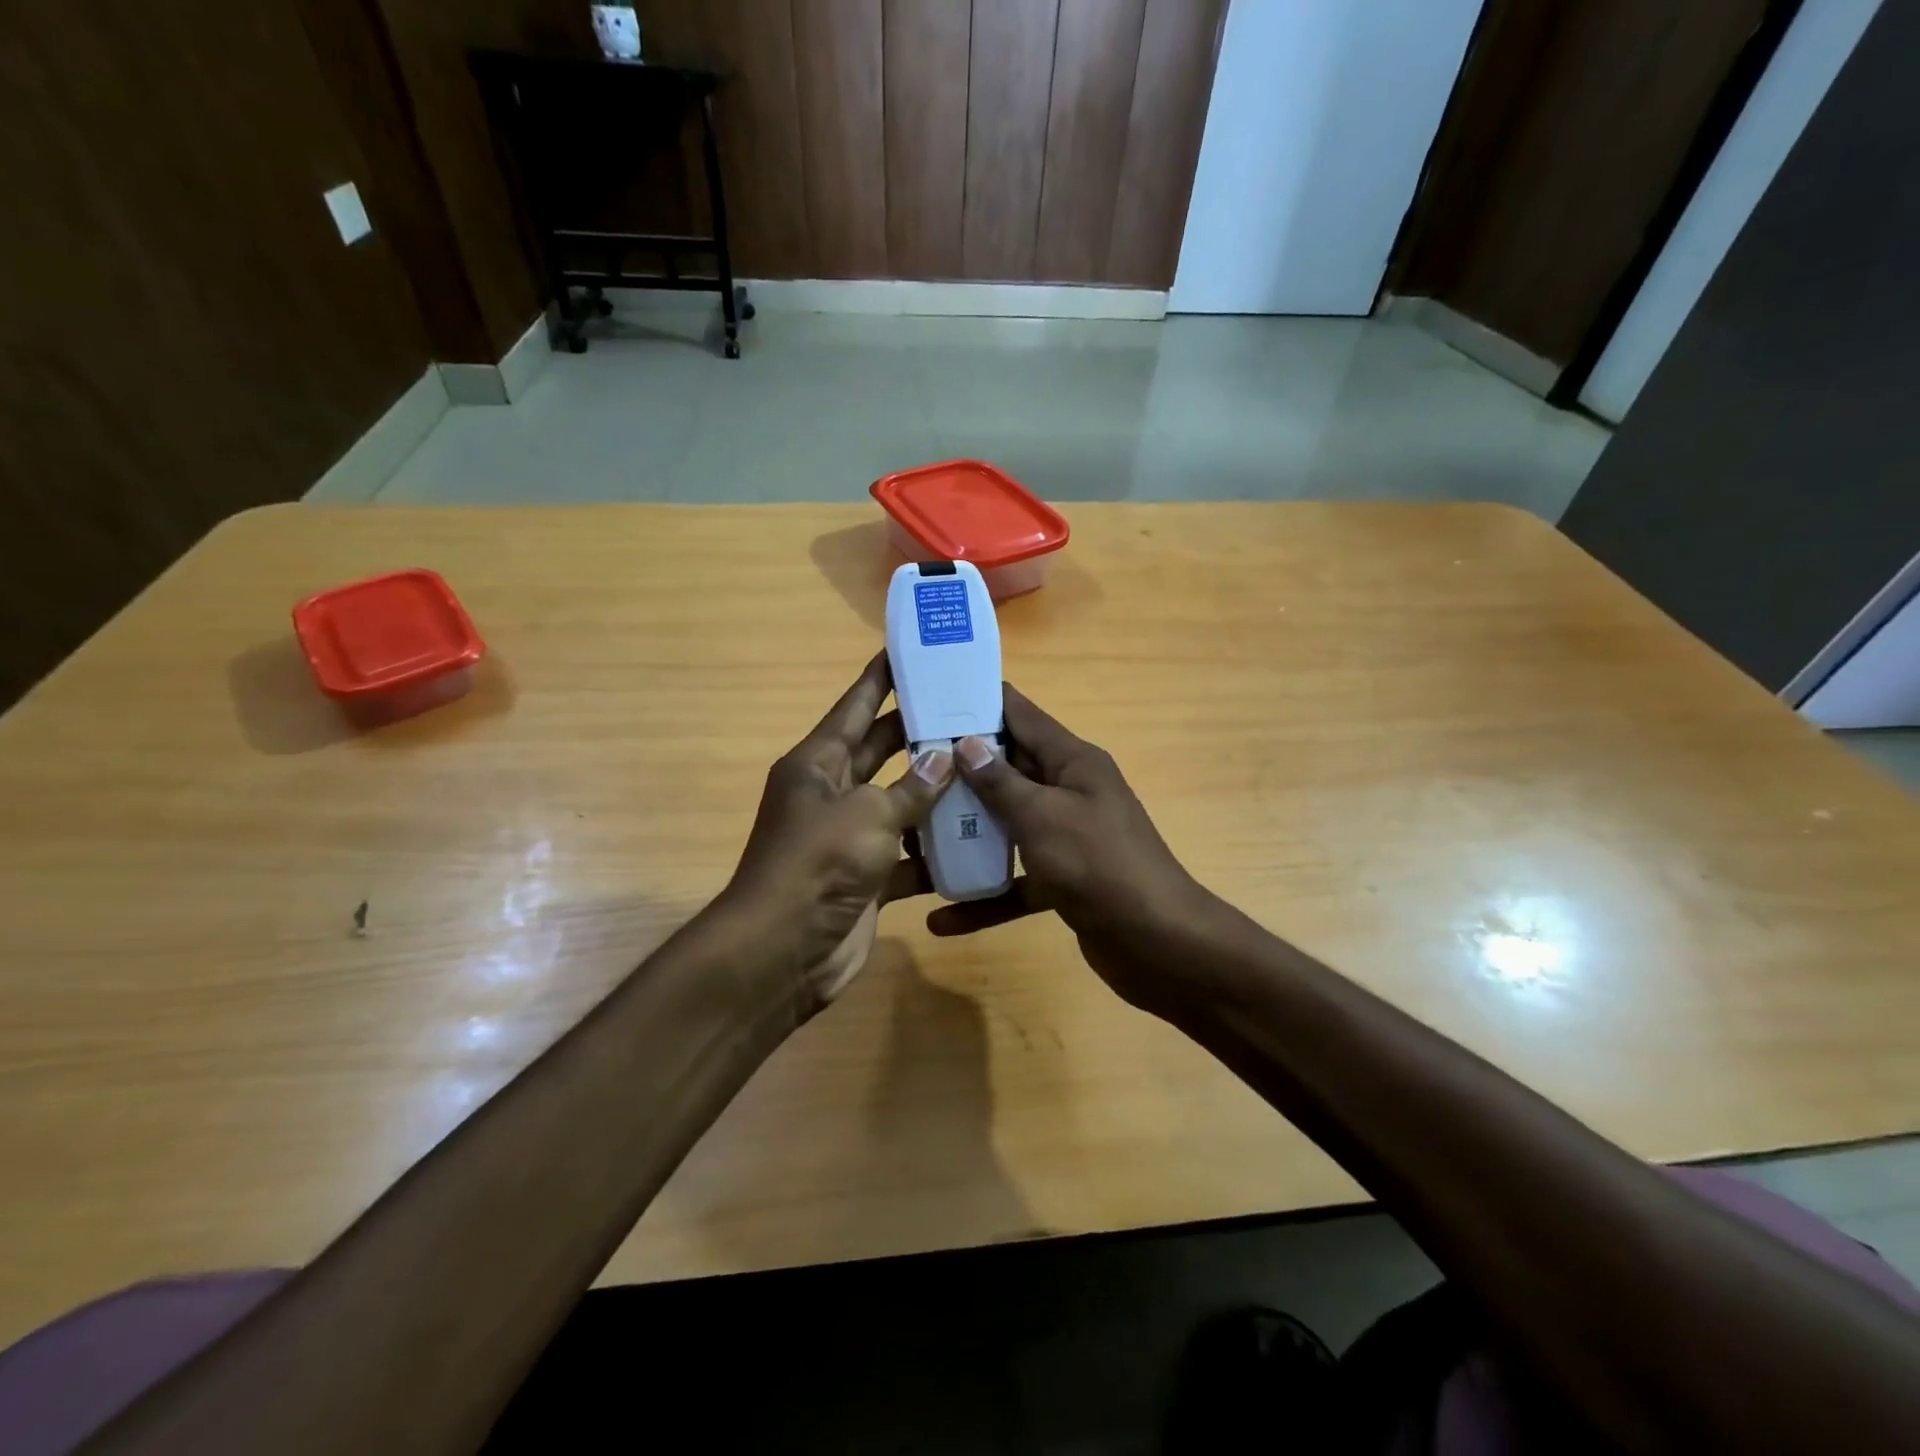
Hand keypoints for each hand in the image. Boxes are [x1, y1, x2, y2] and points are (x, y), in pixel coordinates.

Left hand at [718, 653, 952, 1013]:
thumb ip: (912, 787)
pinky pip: (908, 854)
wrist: (784, 952)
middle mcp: (832, 794)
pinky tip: (976, 838)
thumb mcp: (868, 814)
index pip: (854, 708)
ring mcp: (850, 838)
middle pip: (881, 752)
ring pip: (900, 804)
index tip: (906, 651)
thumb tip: (944, 756)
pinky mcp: (868, 877)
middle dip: (919, 733)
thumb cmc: (818, 864)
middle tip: (967, 710)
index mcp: (818, 764)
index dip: (879, 679)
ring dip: (936, 793)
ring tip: (985, 768)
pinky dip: (934, 851)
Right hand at [926, 686, 1218, 1011]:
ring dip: (966, 835)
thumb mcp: (1043, 816)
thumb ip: (1002, 781)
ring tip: (914, 839)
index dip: (978, 702)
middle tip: (905, 771)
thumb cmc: (1099, 865)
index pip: (1021, 715)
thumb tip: (967, 742)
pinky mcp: (1063, 881)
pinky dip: (985, 897)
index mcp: (1073, 762)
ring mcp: (1067, 838)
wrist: (1158, 944)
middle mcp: (1070, 792)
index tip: (930, 698)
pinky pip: (1016, 881)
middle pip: (1008, 771)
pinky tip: (942, 919)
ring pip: (1008, 826)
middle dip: (960, 772)